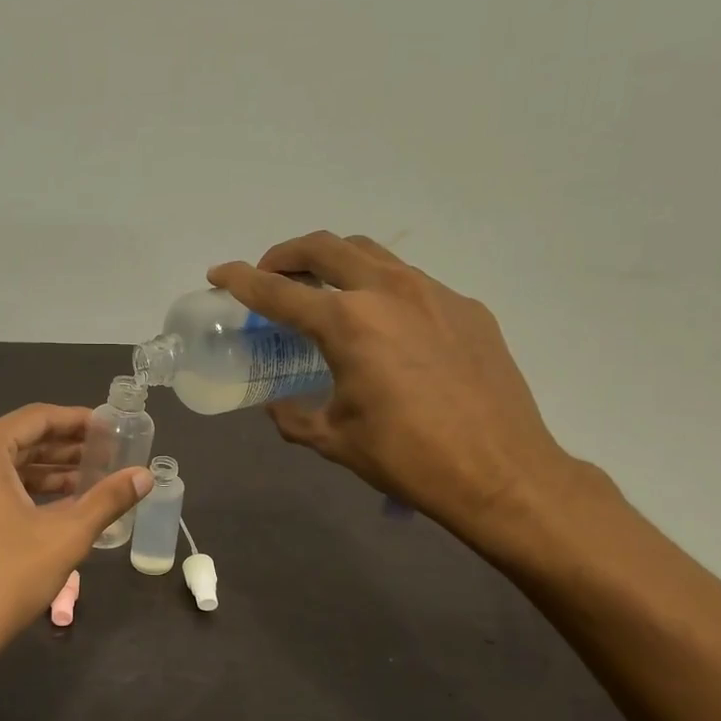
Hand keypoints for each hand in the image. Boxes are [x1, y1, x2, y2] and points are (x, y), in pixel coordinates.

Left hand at [0, 404, 152, 686]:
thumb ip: (108, 499)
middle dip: (63, 450)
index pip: (36, 418)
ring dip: (42, 473)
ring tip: (86, 483)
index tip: (111, 428)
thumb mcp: (66, 535)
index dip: (79, 421)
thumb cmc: (5, 578)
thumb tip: (145, 475)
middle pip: (16, 441)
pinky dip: (16, 492)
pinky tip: (50, 508)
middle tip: (105, 457)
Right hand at [208, 232, 585, 549]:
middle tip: (271, 275)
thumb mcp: (333, 440)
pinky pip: (411, 283)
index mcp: (349, 324)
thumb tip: (277, 405)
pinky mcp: (466, 308)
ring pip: (371, 255)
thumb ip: (293, 416)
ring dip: (335, 263)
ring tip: (322, 290)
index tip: (219, 274)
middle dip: (287, 254)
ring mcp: (434, 294)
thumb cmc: (407, 458)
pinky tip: (384, 327)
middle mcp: (389, 292)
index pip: (278, 290)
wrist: (501, 472)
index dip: (240, 280)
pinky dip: (379, 290)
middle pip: (325, 248)